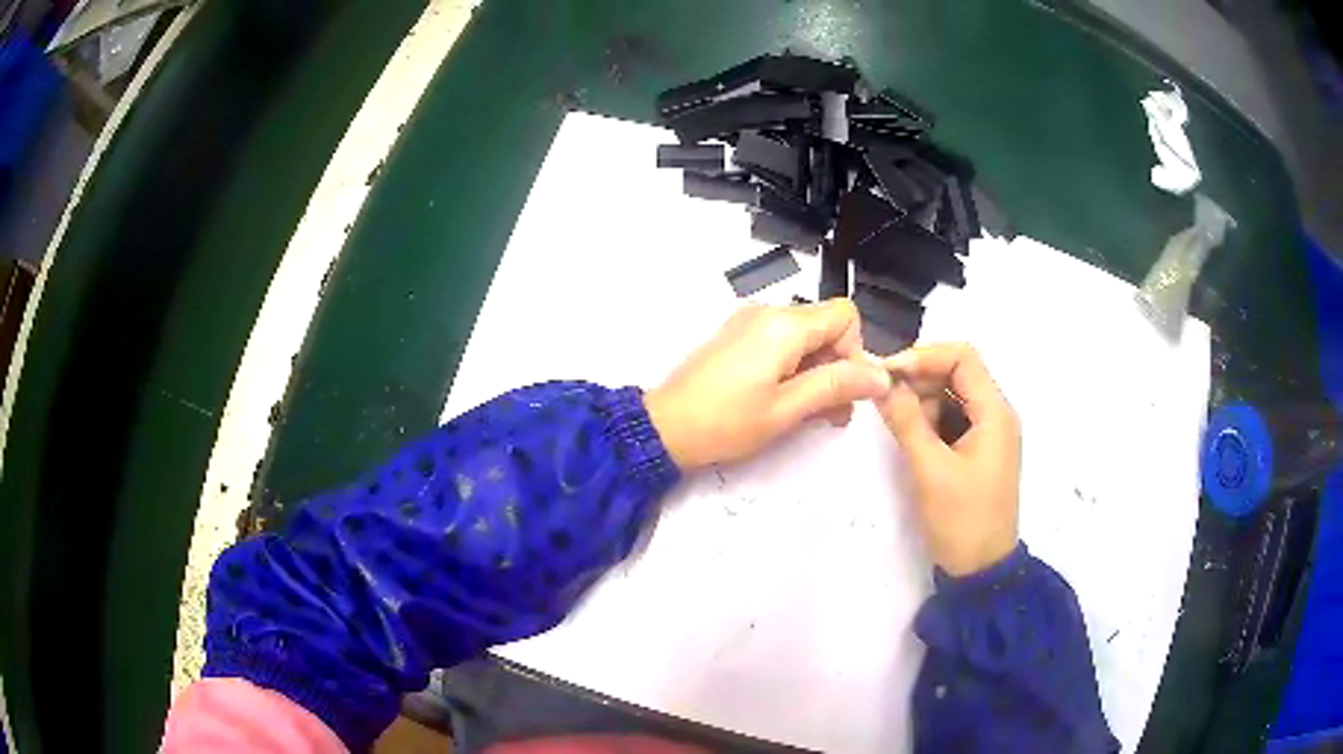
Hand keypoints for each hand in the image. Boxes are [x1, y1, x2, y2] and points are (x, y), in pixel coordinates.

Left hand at [645, 300, 891, 469]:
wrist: (665, 427)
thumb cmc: (726, 422)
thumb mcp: (787, 409)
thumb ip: (836, 386)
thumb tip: (881, 375)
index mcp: (784, 325)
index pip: (845, 315)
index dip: (855, 351)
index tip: (846, 390)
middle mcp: (768, 312)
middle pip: (826, 326)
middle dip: (838, 367)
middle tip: (831, 414)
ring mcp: (749, 323)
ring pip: (806, 337)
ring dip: (817, 372)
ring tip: (809, 415)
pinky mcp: (738, 337)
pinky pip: (782, 343)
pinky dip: (794, 369)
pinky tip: (786, 402)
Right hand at [875, 343, 1020, 576]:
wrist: (981, 570)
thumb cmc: (962, 520)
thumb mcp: (930, 469)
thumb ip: (906, 421)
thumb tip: (882, 383)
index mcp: (995, 413)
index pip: (962, 358)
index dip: (924, 356)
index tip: (887, 373)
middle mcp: (996, 414)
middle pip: (957, 373)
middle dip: (919, 378)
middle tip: (883, 396)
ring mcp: (988, 433)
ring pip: (952, 396)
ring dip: (923, 401)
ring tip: (896, 422)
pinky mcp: (978, 451)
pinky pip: (952, 420)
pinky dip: (929, 421)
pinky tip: (910, 436)